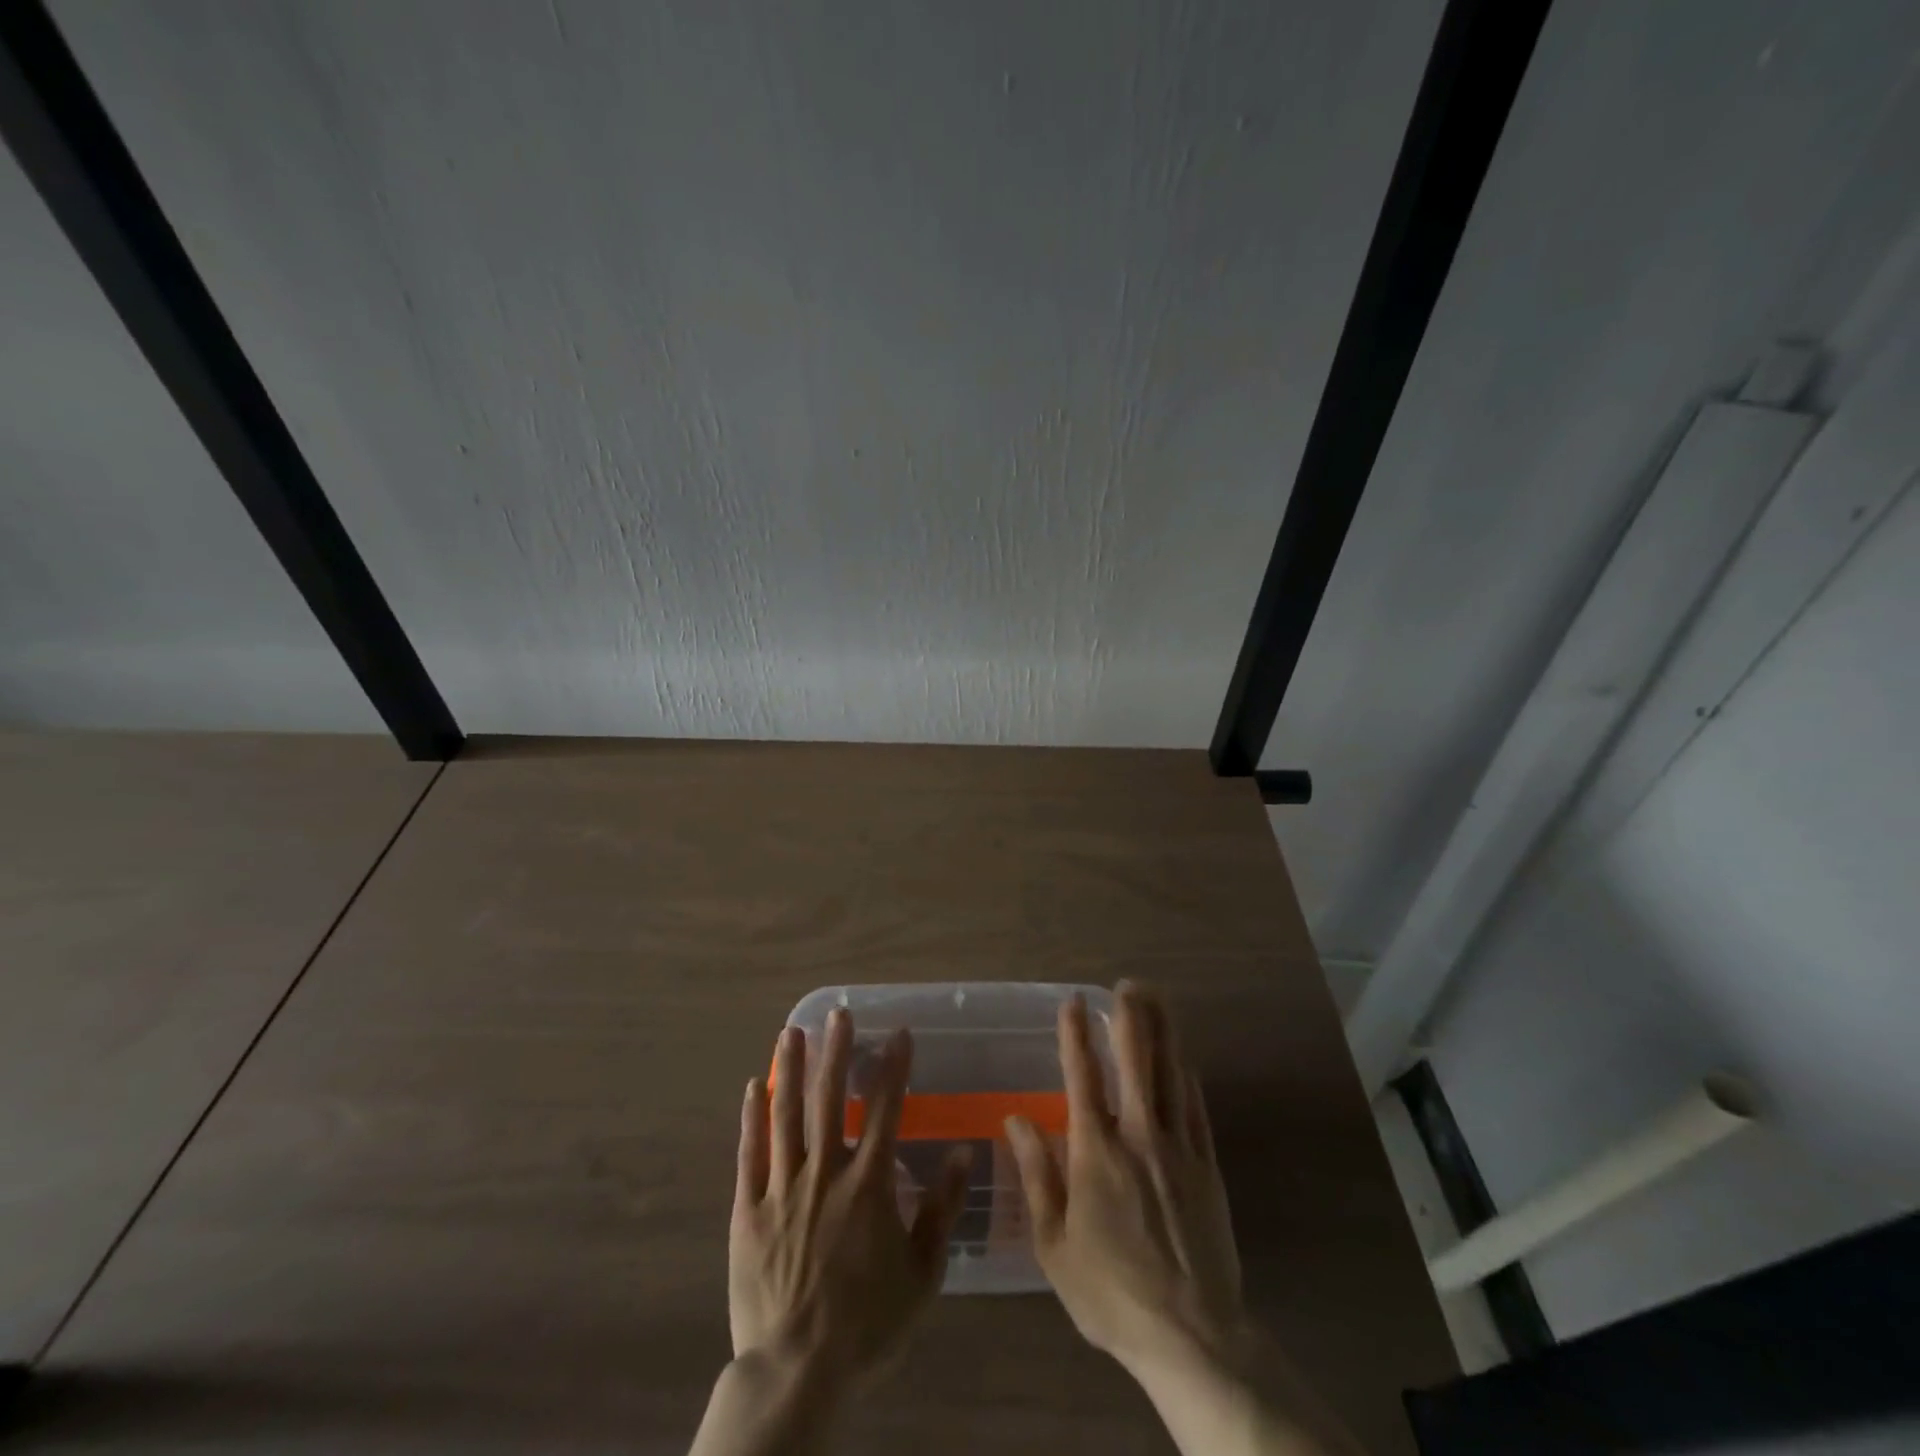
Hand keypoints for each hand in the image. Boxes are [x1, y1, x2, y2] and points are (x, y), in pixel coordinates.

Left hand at [729, 1009, 971, 1391]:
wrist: (797, 1372)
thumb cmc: (868, 1324)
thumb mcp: (922, 1273)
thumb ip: (942, 1209)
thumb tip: (962, 1153)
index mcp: (868, 1183)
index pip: (886, 1110)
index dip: (894, 1068)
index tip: (899, 1033)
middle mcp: (825, 1172)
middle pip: (829, 1099)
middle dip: (836, 1052)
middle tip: (838, 1014)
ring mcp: (782, 1188)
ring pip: (785, 1116)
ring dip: (790, 1070)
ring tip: (791, 1031)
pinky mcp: (747, 1211)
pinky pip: (749, 1154)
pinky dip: (751, 1118)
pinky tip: (753, 1088)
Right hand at [1003, 982, 1242, 1374]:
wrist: (1192, 1336)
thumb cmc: (1110, 1293)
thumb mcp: (1054, 1244)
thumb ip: (1037, 1174)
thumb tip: (1017, 1117)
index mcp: (1097, 1152)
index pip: (1083, 1076)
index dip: (1076, 1035)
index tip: (1074, 1001)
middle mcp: (1139, 1137)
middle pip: (1136, 1061)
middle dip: (1129, 1017)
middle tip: (1126, 983)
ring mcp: (1179, 1149)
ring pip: (1170, 1075)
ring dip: (1162, 1032)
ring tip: (1157, 998)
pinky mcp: (1208, 1168)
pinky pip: (1197, 1108)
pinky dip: (1188, 1077)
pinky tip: (1184, 1058)